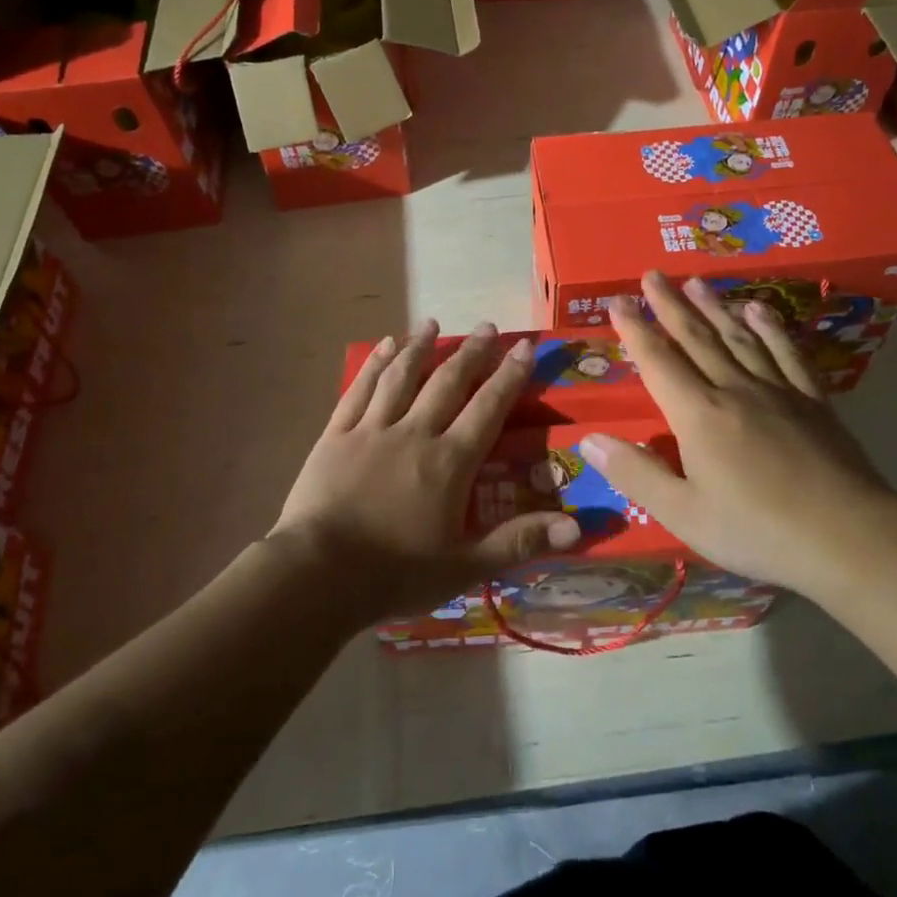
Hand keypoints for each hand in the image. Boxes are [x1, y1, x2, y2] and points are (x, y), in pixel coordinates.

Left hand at [271, 320, 582, 622]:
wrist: (317, 574)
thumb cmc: (395, 573)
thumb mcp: (464, 567)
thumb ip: (519, 542)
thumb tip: (579, 526)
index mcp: (449, 462)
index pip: (488, 408)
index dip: (509, 376)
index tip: (523, 346)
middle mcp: (415, 433)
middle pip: (448, 383)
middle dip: (471, 352)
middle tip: (486, 326)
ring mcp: (372, 430)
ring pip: (402, 377)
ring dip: (419, 347)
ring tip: (432, 323)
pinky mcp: (336, 434)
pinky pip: (359, 389)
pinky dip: (375, 365)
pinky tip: (384, 346)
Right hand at [578, 272, 896, 592]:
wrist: (849, 537)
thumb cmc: (757, 530)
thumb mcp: (683, 514)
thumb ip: (635, 474)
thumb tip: (588, 440)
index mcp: (698, 415)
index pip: (657, 361)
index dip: (634, 329)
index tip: (617, 300)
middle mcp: (734, 390)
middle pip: (696, 338)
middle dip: (670, 305)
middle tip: (652, 275)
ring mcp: (778, 391)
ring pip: (739, 338)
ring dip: (714, 307)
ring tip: (696, 282)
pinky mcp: (813, 401)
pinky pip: (787, 353)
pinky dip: (771, 329)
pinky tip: (759, 311)